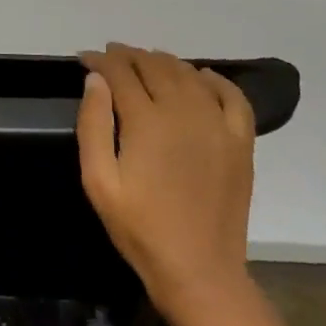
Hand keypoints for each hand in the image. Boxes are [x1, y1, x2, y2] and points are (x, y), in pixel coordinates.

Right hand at [78, 43, 256, 306]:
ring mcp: (217, 125)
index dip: (100, 61)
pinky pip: (232, 96)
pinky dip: (214, 79)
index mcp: (146, 120)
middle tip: (111, 56)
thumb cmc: (139, 227)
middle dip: (129, 56)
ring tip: (145, 62)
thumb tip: (95, 80)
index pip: (120, 73)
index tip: (85, 58)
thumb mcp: (98, 181)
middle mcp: (184, 111)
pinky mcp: (240, 142)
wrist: (198, 269)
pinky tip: (200, 76)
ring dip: (164, 62)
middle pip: (154, 66)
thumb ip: (93, 124)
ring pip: (189, 74)